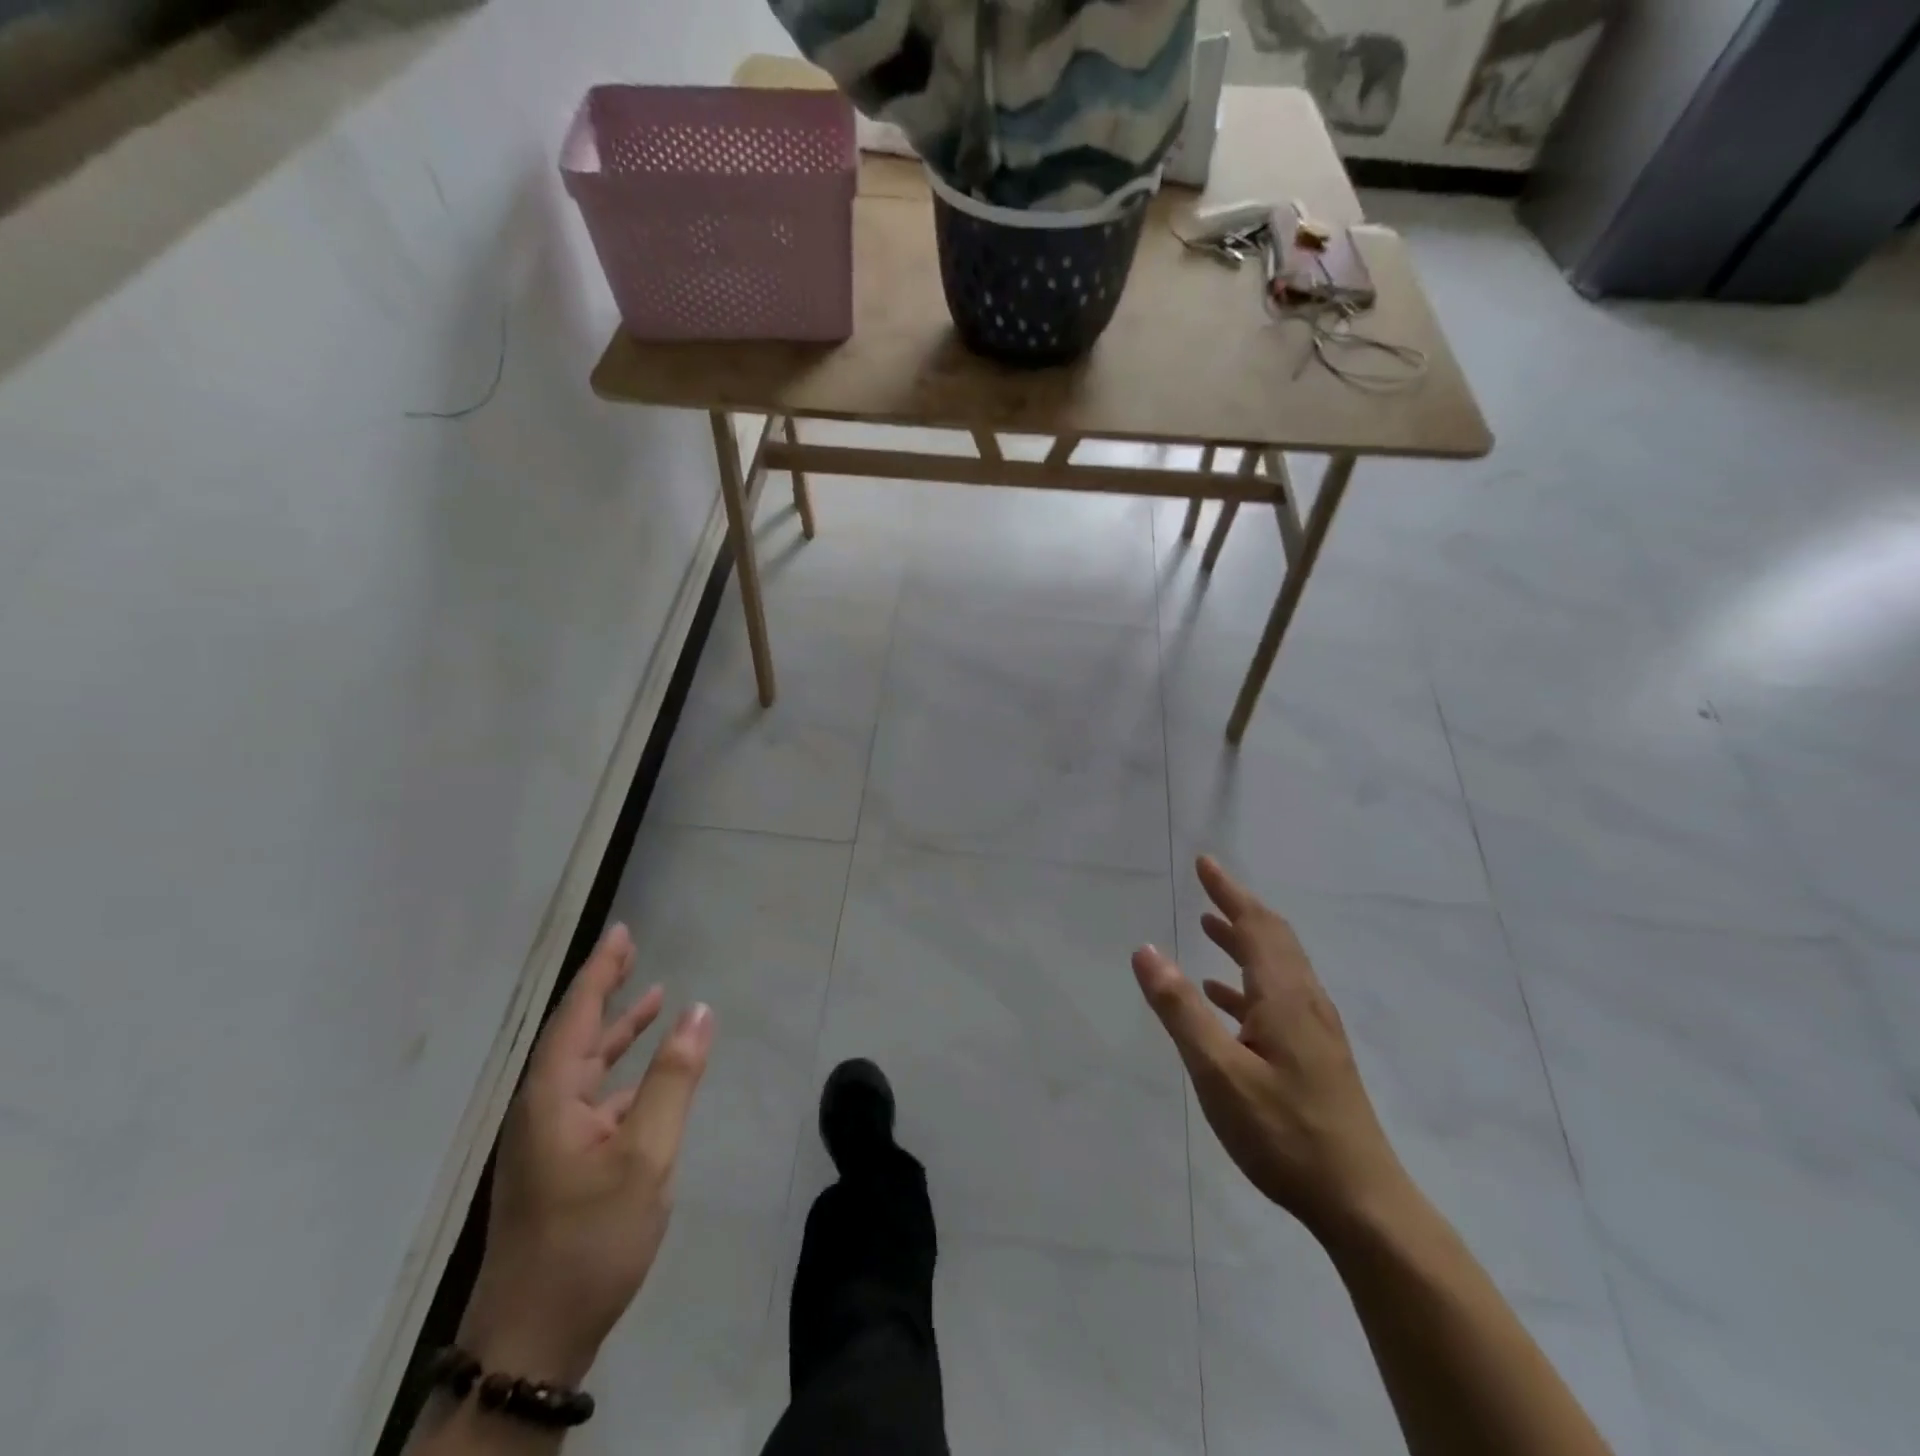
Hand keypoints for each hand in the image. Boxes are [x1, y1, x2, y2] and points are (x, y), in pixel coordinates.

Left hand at [459, 923, 713, 1383]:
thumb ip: (674, 1079)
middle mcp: (542, 1110)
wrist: (533, 1342)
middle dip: (606, 991)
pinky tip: (648, 1076)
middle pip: (576, 1035)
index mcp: (551, 1098)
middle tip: (633, 950)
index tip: (622, 932)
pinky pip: (595, 1099)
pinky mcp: (561, 1167)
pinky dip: (623, 1074)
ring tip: (653, 997)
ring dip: (617, 1032)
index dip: (601, 971)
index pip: (577, 1015)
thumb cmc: (590, 1238)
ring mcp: (548, 1141)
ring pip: (586, 1068)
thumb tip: (699, 1012)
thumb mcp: (645, 1155)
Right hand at [1133, 856, 1405, 1239]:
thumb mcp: (1218, 1071)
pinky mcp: (1316, 1056)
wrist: (1361, 1202)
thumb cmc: (1284, 1133)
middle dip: (1238, 908)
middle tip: (1207, 886)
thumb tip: (1147, 949)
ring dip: (1243, 942)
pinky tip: (1225, 999)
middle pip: (1273, 939)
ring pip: (1277, 967)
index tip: (1205, 863)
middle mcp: (1305, 1002)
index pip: (1256, 925)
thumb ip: (1180, 1009)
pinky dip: (1248, 983)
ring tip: (1210, 928)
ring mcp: (1315, 1031)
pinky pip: (1278, 998)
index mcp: (1284, 996)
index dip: (1229, 891)